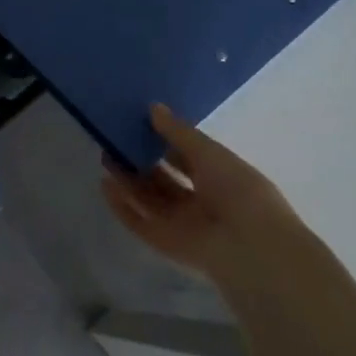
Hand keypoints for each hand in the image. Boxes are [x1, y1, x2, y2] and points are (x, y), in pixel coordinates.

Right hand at [101, 104, 297, 288]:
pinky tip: (105, 186)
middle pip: (166, 180)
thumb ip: (179, 132)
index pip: (189, 158)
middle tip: (116, 140)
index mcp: (222, 179)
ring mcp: (185, 225)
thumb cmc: (238, 192)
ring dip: (129, 180)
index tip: (140, 124)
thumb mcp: (210, 153)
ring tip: (105, 157)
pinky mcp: (168, 244)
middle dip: (142, 161)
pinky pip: (141, 223)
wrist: (251, 248)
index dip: (166, 142)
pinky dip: (122, 207)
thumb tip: (153, 107)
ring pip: (151, 199)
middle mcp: (203, 202)